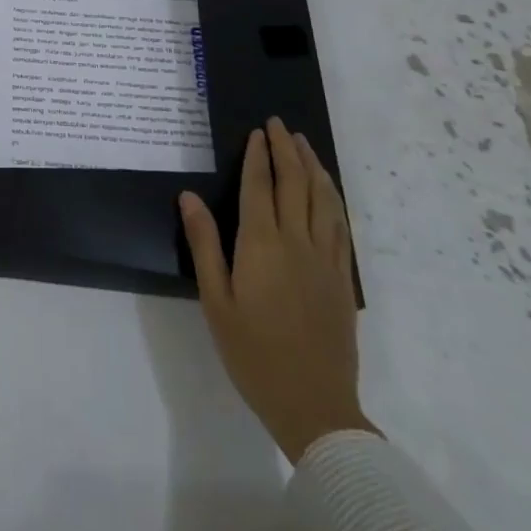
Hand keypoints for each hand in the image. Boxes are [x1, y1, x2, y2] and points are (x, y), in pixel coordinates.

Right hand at [180, 118, 374, 463]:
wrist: (314, 406)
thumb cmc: (253, 353)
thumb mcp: (215, 300)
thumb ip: (204, 244)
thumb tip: (189, 196)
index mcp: (262, 245)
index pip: (260, 187)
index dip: (259, 156)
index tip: (258, 131)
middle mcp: (297, 243)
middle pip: (294, 184)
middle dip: (287, 150)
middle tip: (279, 124)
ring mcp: (325, 260)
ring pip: (322, 200)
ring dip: (313, 167)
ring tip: (304, 144)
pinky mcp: (341, 279)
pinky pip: (339, 226)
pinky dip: (332, 199)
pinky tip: (328, 191)